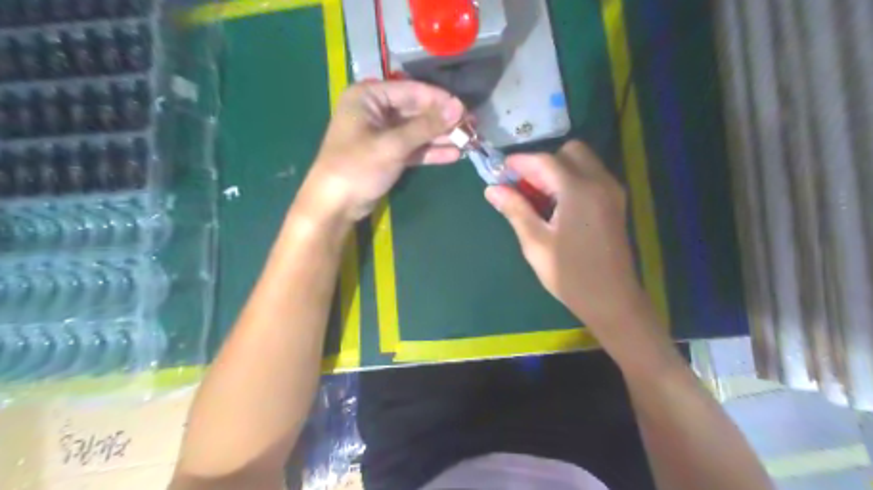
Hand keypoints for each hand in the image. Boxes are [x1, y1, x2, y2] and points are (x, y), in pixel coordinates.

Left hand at [299, 80, 462, 224]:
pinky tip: (454, 155)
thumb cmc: (357, 168)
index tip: (466, 109)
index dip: (440, 100)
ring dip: (441, 137)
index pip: (411, 91)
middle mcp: (376, 111)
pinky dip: (430, 152)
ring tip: (469, 141)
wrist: (334, 205)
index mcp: (368, 97)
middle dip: (443, 121)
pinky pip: (413, 148)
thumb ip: (426, 126)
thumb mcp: (392, 145)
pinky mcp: (388, 154)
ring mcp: (382, 134)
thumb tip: (459, 107)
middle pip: (416, 111)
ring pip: (417, 131)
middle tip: (472, 126)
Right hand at [484, 141, 654, 346]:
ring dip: (557, 169)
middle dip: (542, 162)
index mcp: (578, 190)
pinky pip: (591, 175)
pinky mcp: (616, 202)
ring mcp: (612, 191)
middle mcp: (599, 182)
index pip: (545, 160)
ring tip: (537, 196)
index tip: (500, 170)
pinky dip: (571, 179)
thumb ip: (515, 210)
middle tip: (523, 186)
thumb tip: (492, 189)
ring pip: (582, 161)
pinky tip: (557, 204)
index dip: (520, 162)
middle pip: (569, 152)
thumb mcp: (535, 243)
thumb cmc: (570, 274)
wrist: (612, 300)